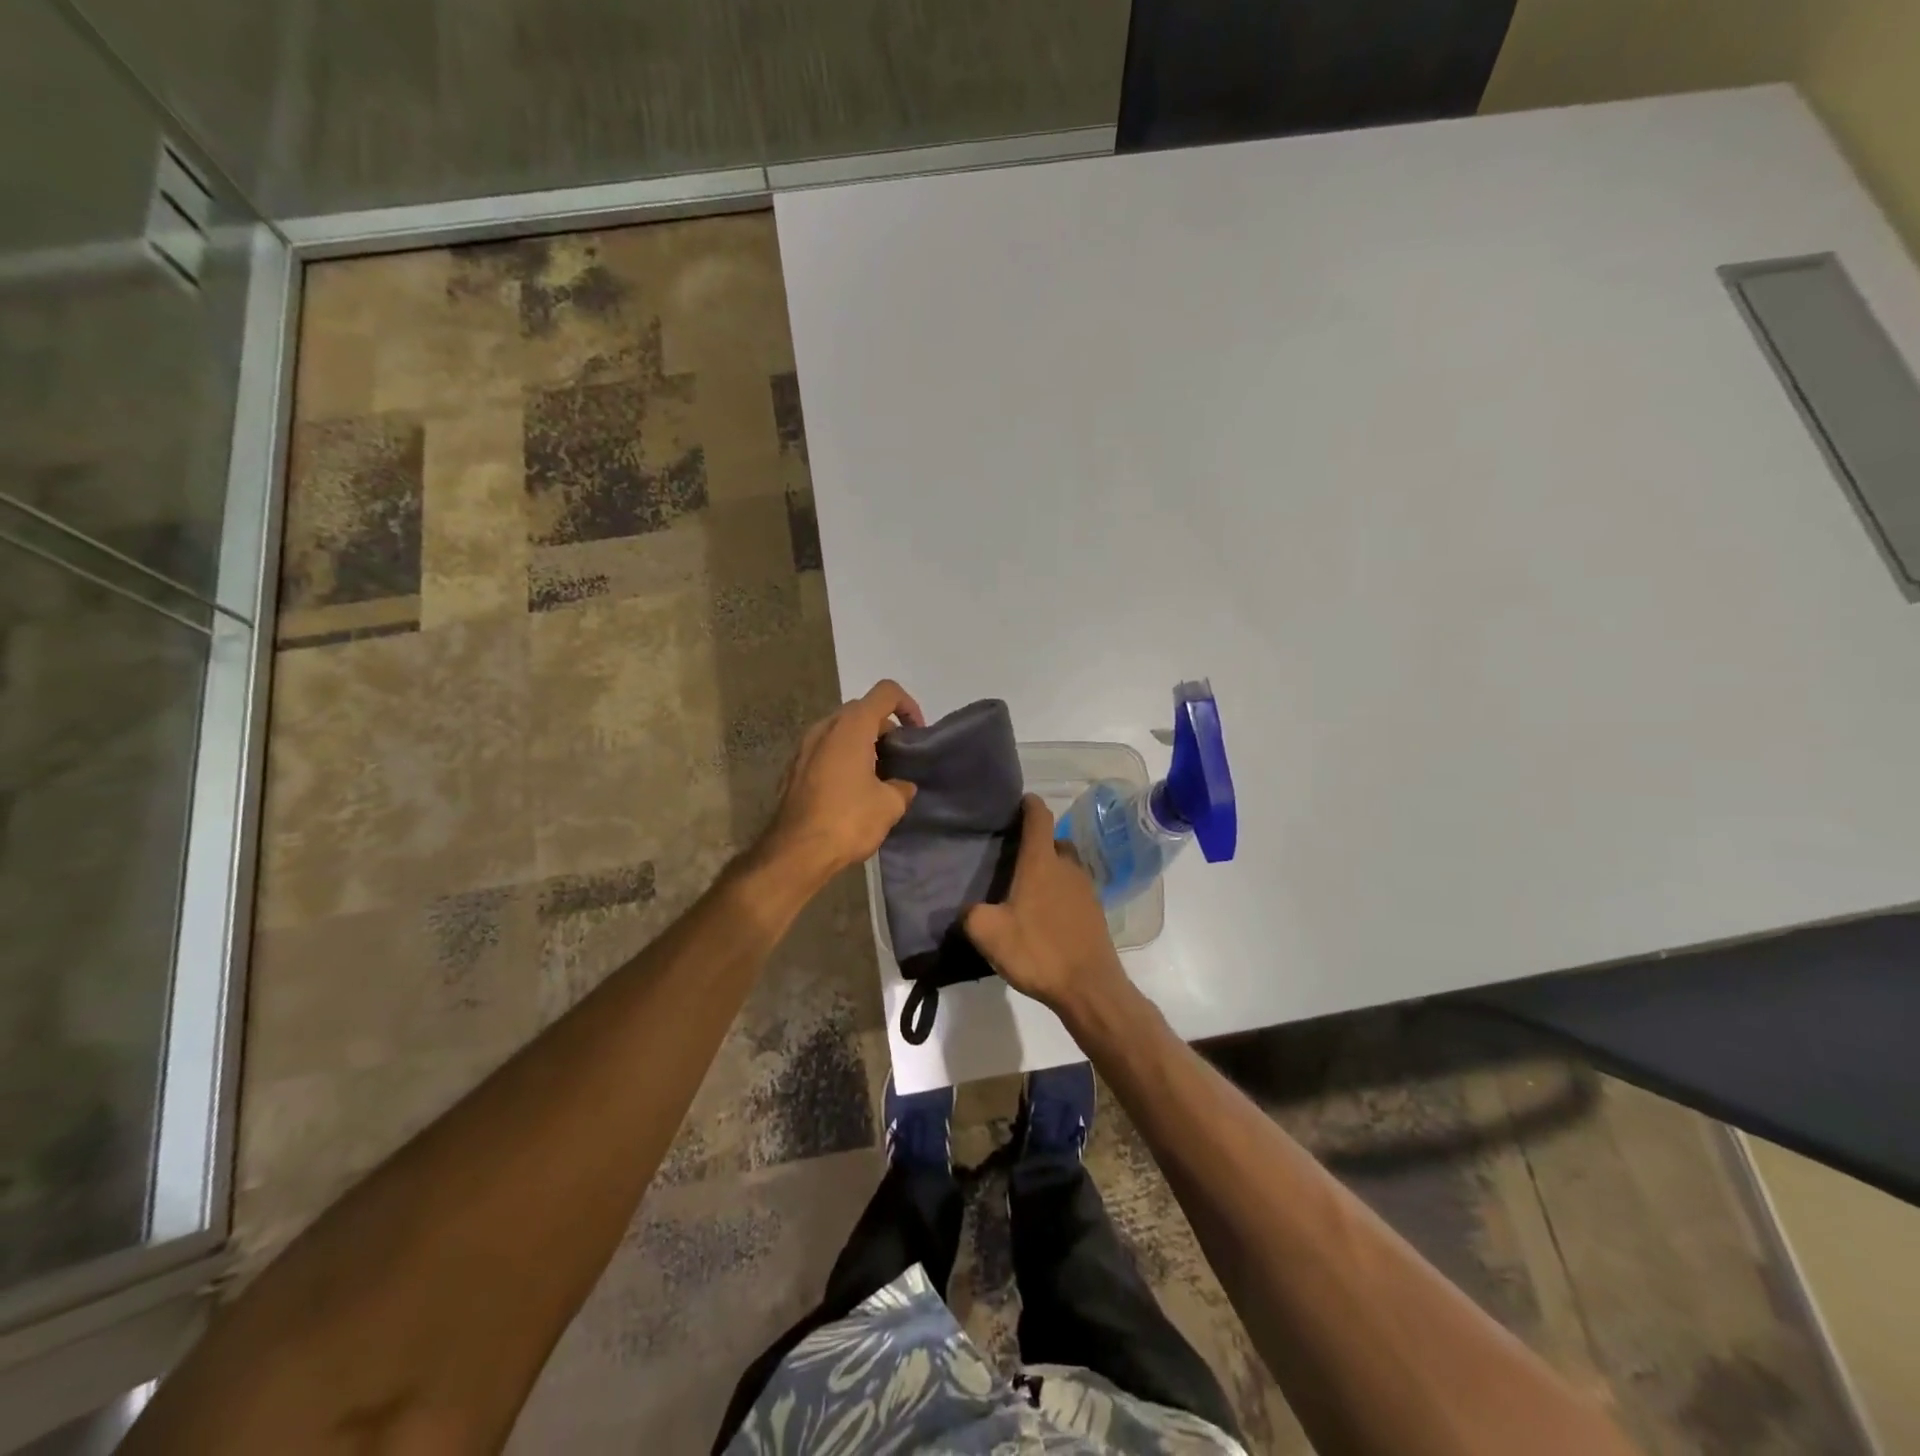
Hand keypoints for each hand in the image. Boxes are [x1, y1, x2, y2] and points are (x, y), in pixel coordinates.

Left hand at [763, 680, 923, 879]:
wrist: (795, 852)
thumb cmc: (848, 820)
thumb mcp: (890, 805)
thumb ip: (901, 787)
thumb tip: (901, 786)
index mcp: (851, 726)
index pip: (886, 692)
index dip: (908, 706)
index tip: (917, 734)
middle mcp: (824, 727)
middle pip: (861, 711)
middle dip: (885, 728)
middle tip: (899, 758)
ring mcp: (804, 747)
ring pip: (840, 731)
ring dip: (862, 744)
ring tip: (878, 776)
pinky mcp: (793, 769)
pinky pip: (825, 751)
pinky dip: (842, 759)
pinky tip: (852, 791)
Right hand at [964, 794, 1130, 1013]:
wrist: (1089, 988)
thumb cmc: (1038, 951)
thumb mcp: (989, 933)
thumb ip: (972, 914)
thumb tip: (970, 910)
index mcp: (1041, 862)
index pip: (1038, 817)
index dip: (1028, 804)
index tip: (1018, 801)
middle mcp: (1067, 867)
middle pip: (1053, 841)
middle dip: (1036, 843)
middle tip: (1012, 855)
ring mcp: (1085, 889)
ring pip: (1065, 867)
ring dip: (1049, 870)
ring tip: (1026, 888)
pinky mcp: (1095, 912)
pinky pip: (1073, 891)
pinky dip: (1059, 893)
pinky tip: (1043, 915)